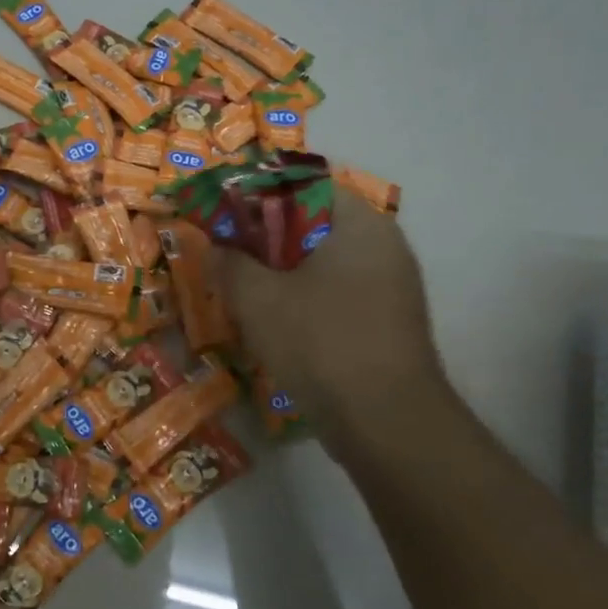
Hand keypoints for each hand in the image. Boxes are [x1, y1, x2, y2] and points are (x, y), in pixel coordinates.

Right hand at [211, 194, 450, 458]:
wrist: (385, 423)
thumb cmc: (320, 343)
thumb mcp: (257, 298)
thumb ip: (229, 262)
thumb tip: (217, 246)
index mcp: (358, 223)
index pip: (300, 186)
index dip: (254, 195)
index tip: (220, 215)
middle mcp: (383, 244)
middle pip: (311, 223)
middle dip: (263, 237)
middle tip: (225, 254)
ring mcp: (390, 284)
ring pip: (322, 260)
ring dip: (280, 269)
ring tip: (241, 288)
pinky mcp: (387, 319)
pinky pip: (336, 290)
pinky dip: (302, 295)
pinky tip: (273, 319)